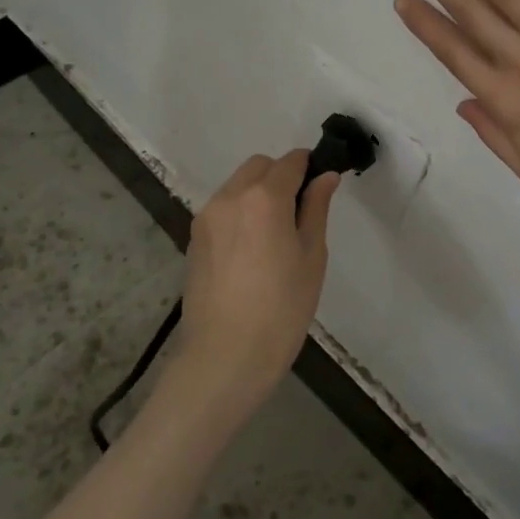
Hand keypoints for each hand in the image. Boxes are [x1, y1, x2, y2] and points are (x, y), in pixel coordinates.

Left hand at [172, 150, 340, 415]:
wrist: (225, 356)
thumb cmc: (282, 309)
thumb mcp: (312, 257)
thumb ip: (316, 209)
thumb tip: (325, 176)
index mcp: (265, 198)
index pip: (290, 162)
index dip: (309, 167)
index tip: (321, 186)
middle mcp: (230, 197)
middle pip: (259, 167)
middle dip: (281, 176)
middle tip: (299, 213)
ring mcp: (207, 217)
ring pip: (237, 186)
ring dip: (258, 193)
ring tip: (274, 236)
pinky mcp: (194, 239)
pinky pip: (222, 209)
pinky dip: (240, 213)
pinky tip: (252, 251)